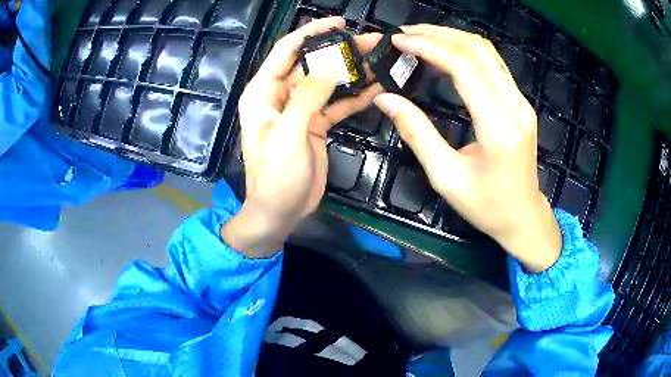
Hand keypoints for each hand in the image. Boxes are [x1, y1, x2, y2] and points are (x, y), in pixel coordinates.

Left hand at [222, 17, 382, 257]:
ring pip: (328, 81)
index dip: (311, 32)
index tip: (339, 23)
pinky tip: (377, 87)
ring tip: (380, 59)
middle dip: (340, 50)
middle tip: (371, 41)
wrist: (280, 211)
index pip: (287, 50)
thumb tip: (330, 67)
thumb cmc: (276, 176)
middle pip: (312, 63)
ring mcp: (300, 109)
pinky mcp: (315, 123)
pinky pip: (337, 103)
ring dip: (352, 71)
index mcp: (263, 92)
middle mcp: (280, 95)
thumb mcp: (289, 134)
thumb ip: (308, 97)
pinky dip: (355, 95)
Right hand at [374, 25, 561, 271]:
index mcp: (498, 127)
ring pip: (487, 52)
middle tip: (405, 34)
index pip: (464, 67)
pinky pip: (493, 64)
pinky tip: (445, 52)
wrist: (523, 217)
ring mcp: (522, 102)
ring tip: (420, 37)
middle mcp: (515, 107)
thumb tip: (385, 99)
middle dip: (438, 33)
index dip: (429, 46)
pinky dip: (466, 50)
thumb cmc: (487, 206)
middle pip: (477, 50)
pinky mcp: (520, 103)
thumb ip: (417, 133)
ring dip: (452, 37)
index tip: (399, 40)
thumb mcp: (446, 178)